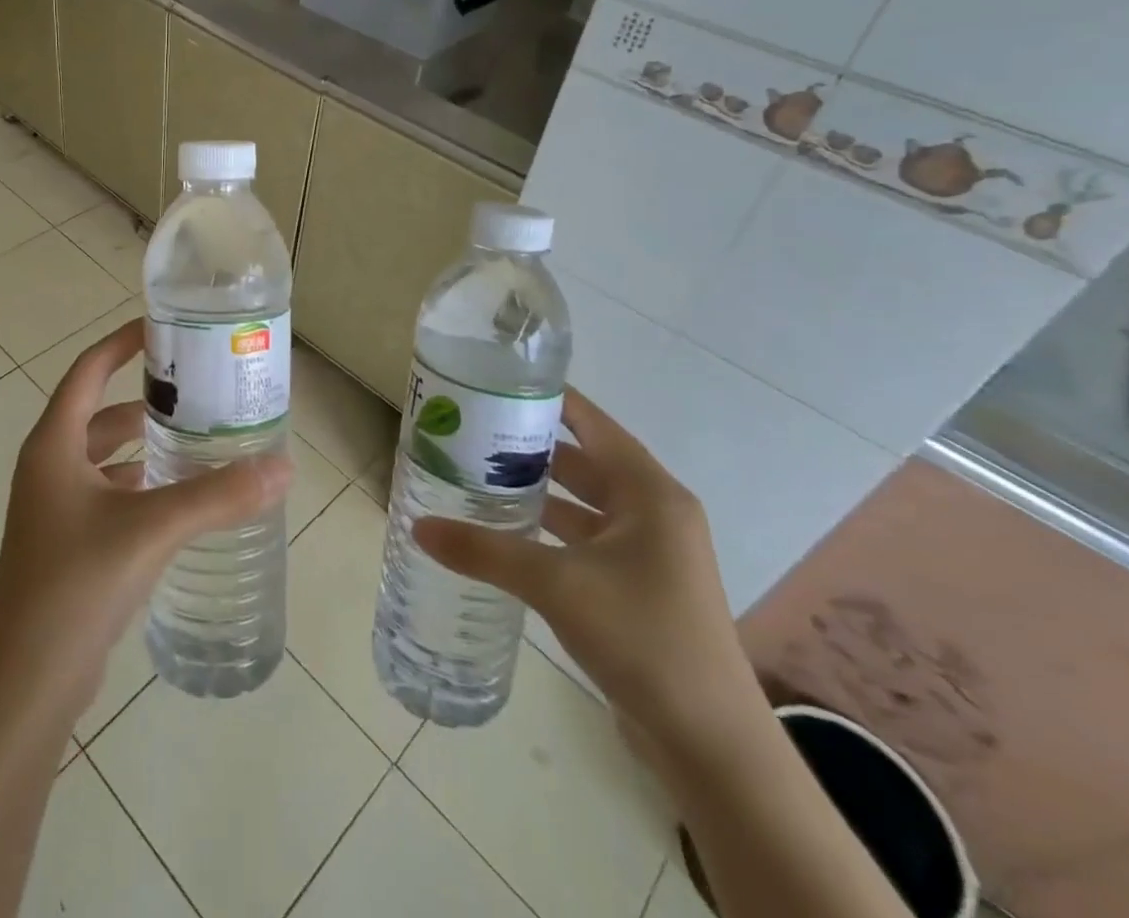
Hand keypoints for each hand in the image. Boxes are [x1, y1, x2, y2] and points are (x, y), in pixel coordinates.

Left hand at [0, 318, 291, 715]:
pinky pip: (107, 493)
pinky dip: (139, 484)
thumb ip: (217, 497)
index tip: (161, 328)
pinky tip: (177, 498)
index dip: (121, 343)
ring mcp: (54, 508)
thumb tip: (282, 467)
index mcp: (54, 445)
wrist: (26, 682)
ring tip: (197, 439)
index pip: (88, 370)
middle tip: (197, 391)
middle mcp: (48, 467)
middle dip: (144, 399)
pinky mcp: (66, 543)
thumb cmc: (77, 584)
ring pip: (105, 457)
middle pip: (100, 413)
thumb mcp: (151, 529)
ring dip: (144, 445)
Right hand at [413, 388, 759, 758]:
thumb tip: (419, 526)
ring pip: (580, 502)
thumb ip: (484, 550)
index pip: (590, 422)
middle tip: (468, 433)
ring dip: (535, 490)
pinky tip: (504, 533)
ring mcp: (647, 552)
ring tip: (474, 476)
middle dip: (528, 446)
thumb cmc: (643, 638)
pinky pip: (582, 539)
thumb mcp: (556, 584)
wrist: (710, 744)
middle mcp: (652, 512)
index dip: (546, 398)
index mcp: (649, 493)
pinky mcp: (636, 586)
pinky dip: (546, 530)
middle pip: (581, 460)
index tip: (492, 383)